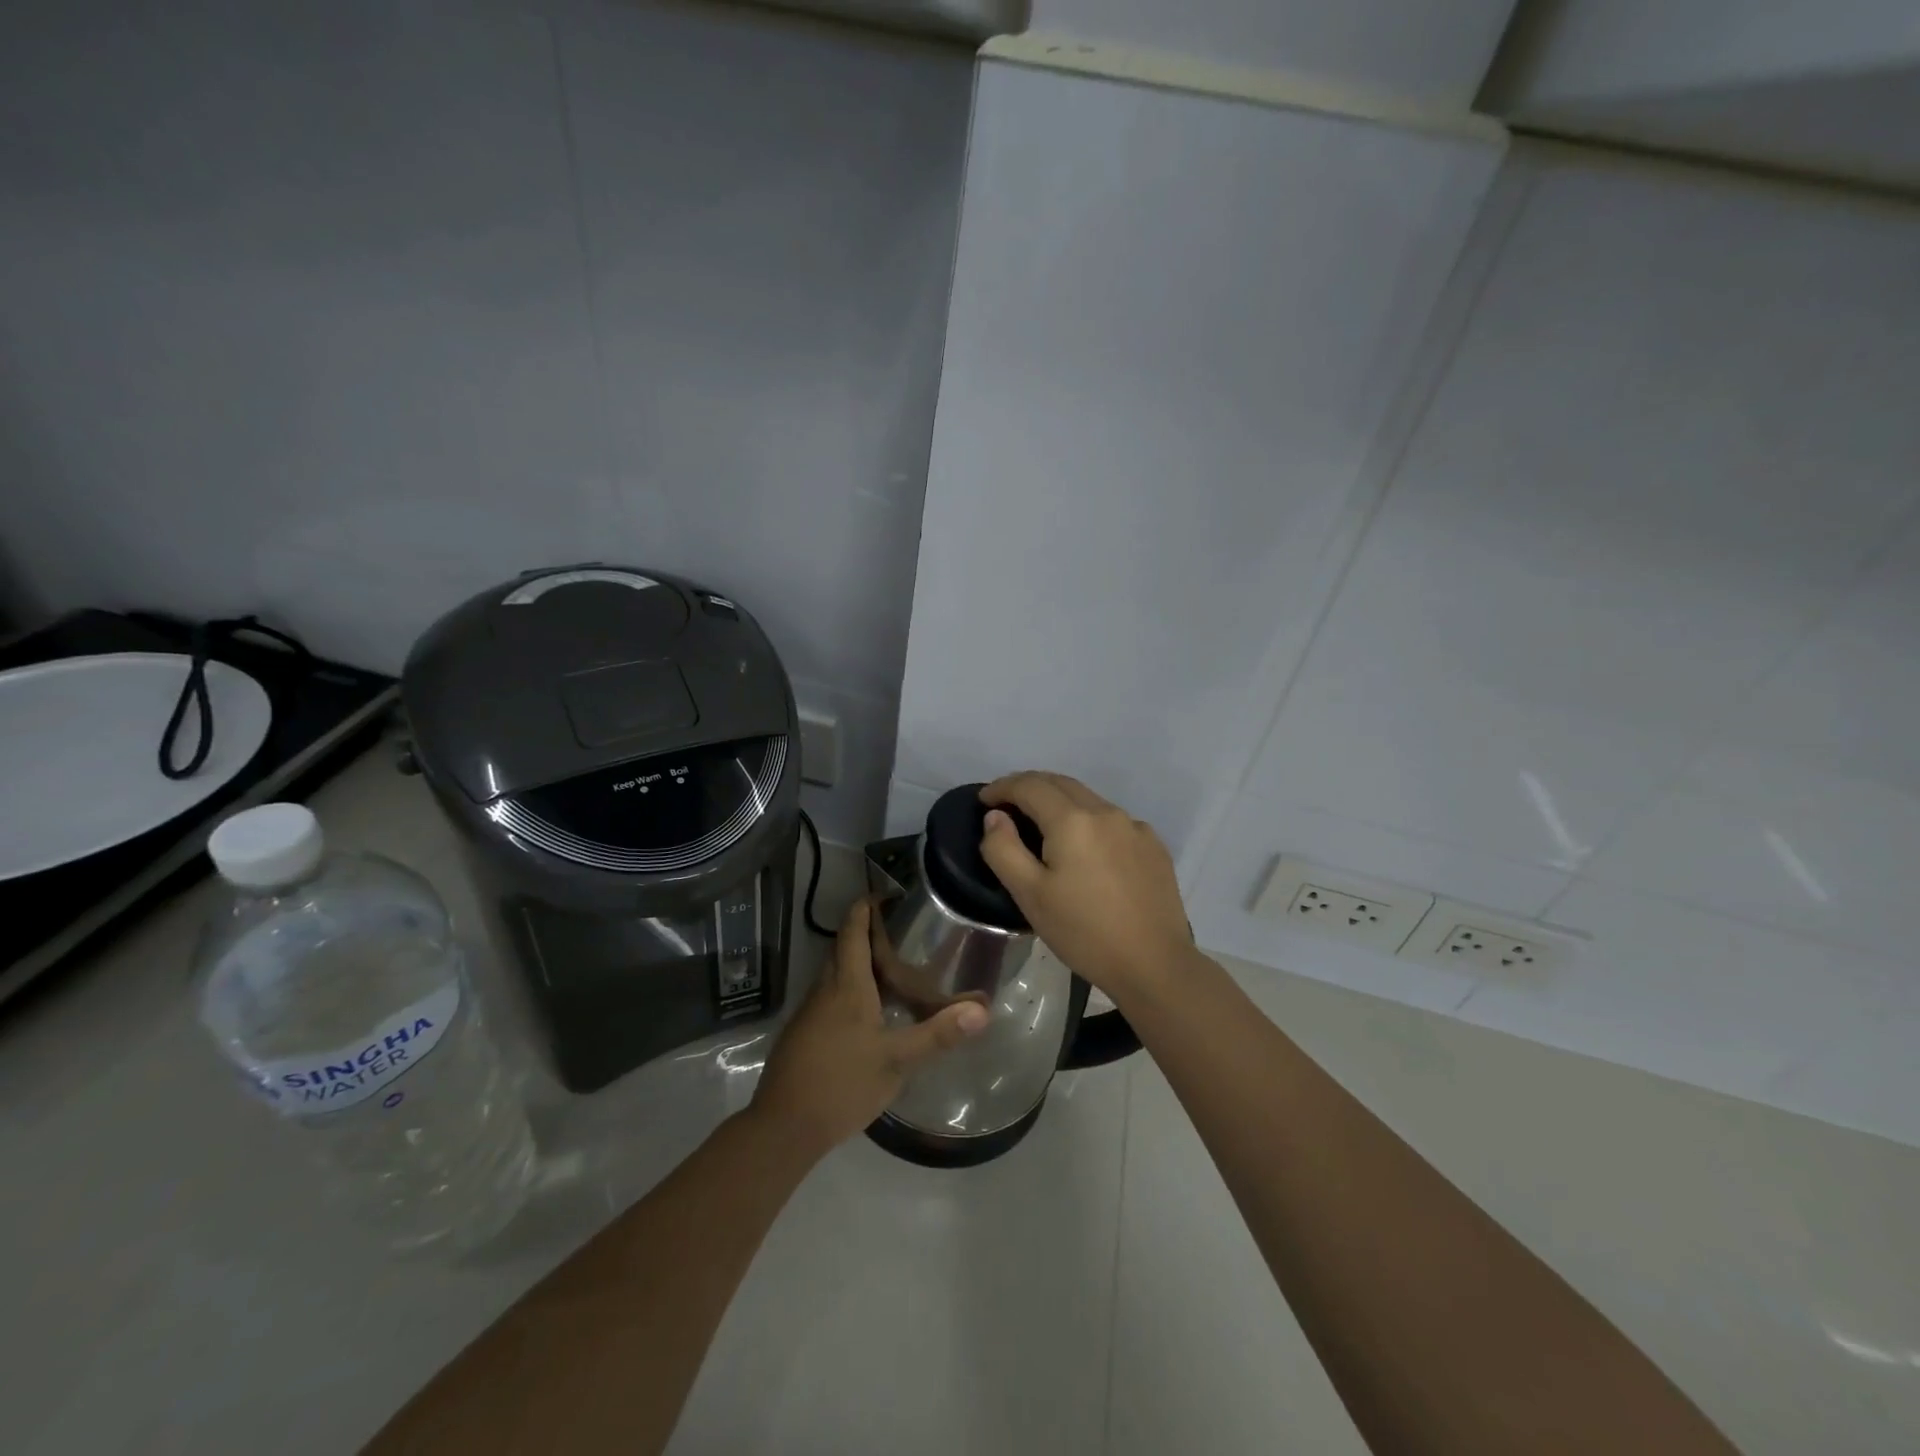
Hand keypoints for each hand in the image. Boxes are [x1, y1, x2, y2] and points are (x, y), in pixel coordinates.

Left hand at [752, 898, 988, 1157]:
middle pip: (843, 947)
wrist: (783, 1127)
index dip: (866, 907)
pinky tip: (874, 1010)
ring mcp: (811, 1012)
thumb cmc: (841, 1084)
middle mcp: (825, 989)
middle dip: (868, 933)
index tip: (889, 894)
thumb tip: (983, 1010)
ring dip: (860, 962)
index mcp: (846, 985)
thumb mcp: (896, 1060)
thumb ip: (938, 1033)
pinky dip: (852, 988)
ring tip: (896, 967)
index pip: (852, 930)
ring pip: (836, 973)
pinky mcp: (805, 1033)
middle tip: (905, 931)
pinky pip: (831, 996)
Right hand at [978, 771, 1192, 1000]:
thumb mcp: (1030, 895)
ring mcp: (1135, 827)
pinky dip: (1089, 822)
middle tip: (1007, 803)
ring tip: (1042, 824)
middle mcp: (1106, 812)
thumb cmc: (1083, 932)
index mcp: (1072, 820)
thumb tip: (996, 816)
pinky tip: (1086, 849)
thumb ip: (1004, 850)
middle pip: (1061, 784)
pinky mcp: (1154, 846)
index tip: (983, 799)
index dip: (1002, 787)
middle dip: (1030, 786)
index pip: (1030, 785)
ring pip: (1089, 800)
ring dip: (1060, 802)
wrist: (1154, 964)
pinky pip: (1113, 821)